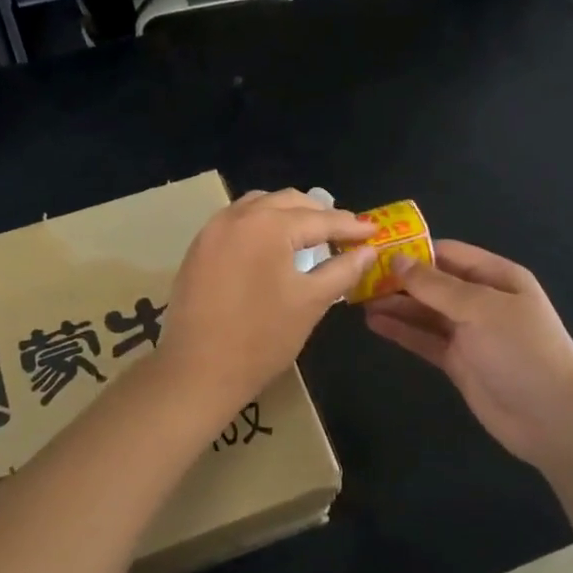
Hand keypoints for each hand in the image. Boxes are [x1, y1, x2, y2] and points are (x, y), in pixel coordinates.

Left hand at [159, 190, 375, 424]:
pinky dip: (260, 225)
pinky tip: (272, 247)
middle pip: (286, 202)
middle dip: (318, 214)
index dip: (350, 225)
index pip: (319, 219)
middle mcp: (237, 216)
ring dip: (286, 215)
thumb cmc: (262, 338)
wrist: (198, 370)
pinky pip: (235, 223)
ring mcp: (212, 231)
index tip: (374, 231)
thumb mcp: (311, 302)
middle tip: (344, 232)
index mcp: (268, 225)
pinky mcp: (197, 249)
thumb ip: (343, 270)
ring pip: (257, 206)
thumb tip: (368, 251)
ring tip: (309, 235)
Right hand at [364, 241, 572, 470]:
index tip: (374, 250)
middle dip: (399, 279)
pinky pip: (425, 340)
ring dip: (396, 305)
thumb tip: (396, 260)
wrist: (553, 418)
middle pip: (433, 283)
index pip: (448, 253)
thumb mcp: (480, 308)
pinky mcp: (458, 362)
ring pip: (425, 312)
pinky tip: (373, 323)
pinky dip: (401, 331)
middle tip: (356, 277)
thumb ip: (436, 286)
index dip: (413, 250)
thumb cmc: (522, 350)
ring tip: (358, 299)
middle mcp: (482, 300)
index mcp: (496, 277)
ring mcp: (469, 333)